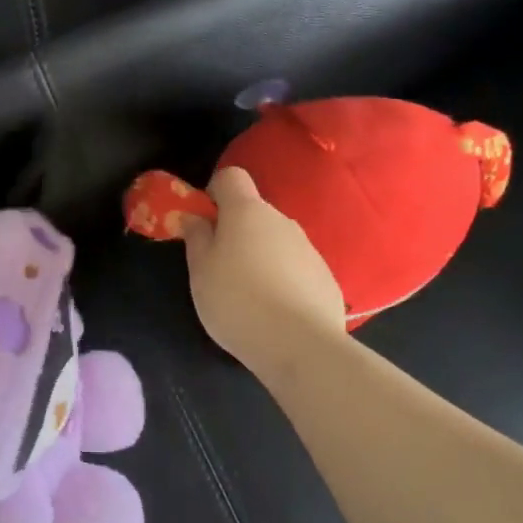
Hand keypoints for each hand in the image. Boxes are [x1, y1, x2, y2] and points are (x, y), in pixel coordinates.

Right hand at [178, 167, 346, 380]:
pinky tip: (276, 313)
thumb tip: (196, 217)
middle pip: (254, 213)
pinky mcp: (327, 278)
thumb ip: (196, 237)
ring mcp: (309, 248)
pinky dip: (284, 281)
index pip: (231, 176)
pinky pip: (297, 269)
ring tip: (249, 298)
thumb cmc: (237, 301)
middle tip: (220, 268)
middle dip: (236, 232)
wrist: (301, 346)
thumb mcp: (200, 271)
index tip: (205, 222)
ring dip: (261, 257)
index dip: (214, 193)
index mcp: (247, 212)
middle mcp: (282, 220)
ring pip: (276, 242)